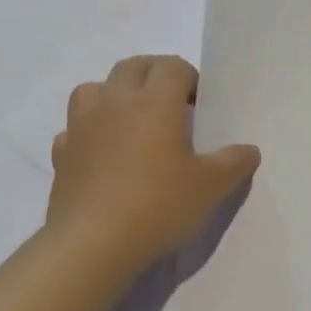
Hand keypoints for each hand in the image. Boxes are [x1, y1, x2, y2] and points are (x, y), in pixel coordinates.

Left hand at [45, 56, 260, 279]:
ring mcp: (82, 126)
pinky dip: (87, 132)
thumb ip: (234, 163)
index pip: (172, 66)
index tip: (198, 105)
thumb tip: (249, 150)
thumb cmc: (158, 206)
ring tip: (129, 121)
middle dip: (153, 75)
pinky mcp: (61, 155)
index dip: (189, 78)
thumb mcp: (211, 187)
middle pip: (132, 66)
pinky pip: (73, 129)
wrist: (92, 245)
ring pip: (93, 88)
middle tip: (170, 105)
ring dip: (112, 94)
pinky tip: (100, 154)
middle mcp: (116, 102)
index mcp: (155, 102)